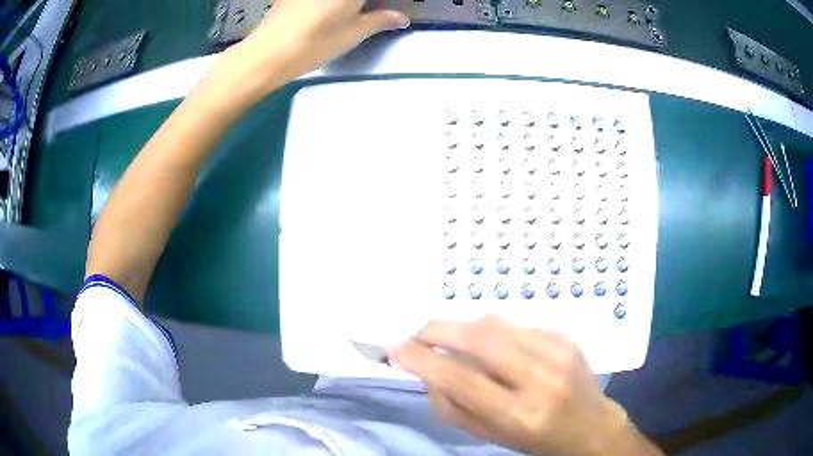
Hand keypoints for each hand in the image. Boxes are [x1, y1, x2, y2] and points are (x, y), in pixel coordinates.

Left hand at [231, 0, 408, 92]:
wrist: (266, 54)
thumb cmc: (315, 43)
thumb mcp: (353, 33)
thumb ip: (381, 20)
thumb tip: (402, 18)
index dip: (381, 3)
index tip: (382, 11)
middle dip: (365, 4)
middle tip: (368, 12)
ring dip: (348, 6)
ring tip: (350, 14)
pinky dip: (329, 4)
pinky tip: (324, 13)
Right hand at [389, 316, 660, 455]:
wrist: (591, 426)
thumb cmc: (536, 440)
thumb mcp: (490, 436)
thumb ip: (453, 407)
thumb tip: (429, 373)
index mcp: (519, 413)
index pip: (461, 379)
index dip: (422, 360)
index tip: (395, 348)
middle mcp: (540, 378)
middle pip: (479, 338)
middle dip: (439, 329)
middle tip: (419, 334)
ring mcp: (558, 351)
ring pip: (497, 323)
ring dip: (465, 328)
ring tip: (454, 340)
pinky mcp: (567, 336)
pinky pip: (518, 325)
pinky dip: (496, 332)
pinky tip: (498, 348)